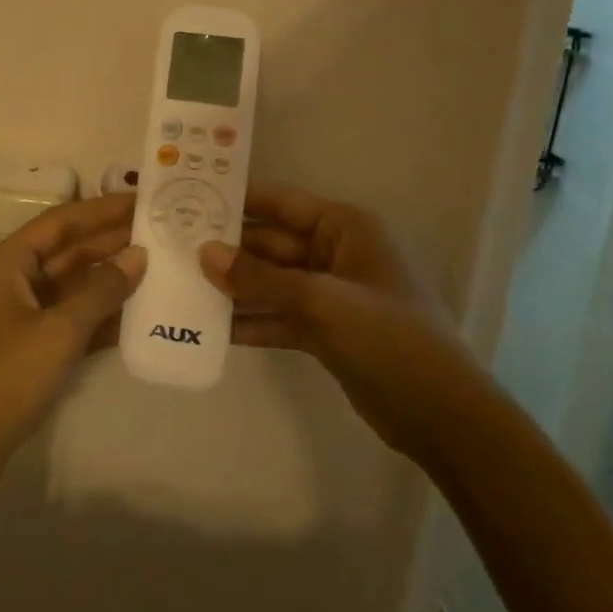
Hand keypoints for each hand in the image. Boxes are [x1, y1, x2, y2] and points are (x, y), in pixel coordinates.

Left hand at [0, 193, 145, 502]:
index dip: (103, 209)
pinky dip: (99, 316)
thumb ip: (100, 291)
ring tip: (161, 267)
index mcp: (7, 262)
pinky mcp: (27, 347)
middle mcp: (11, 279)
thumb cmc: (3, 377)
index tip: (144, 200)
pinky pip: (68, 320)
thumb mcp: (57, 331)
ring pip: (71, 287)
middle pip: (67, 252)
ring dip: (110, 279)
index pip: (61, 222)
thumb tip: (137, 256)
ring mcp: (18, 315)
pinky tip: (139, 314)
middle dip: (111, 243)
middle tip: (164, 233)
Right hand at [199, 181, 491, 461]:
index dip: (236, 198)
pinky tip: (206, 327)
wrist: (442, 417)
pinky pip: (275, 314)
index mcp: (344, 228)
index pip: (280, 202)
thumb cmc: (390, 339)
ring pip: (268, 280)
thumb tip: (204, 252)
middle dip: (225, 247)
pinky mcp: (322, 329)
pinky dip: (248, 320)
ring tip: (178, 284)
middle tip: (169, 246)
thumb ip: (260, 278)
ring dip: (231, 285)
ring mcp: (327, 293)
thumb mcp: (322, 302)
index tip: (188, 194)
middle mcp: (333, 252)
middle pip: (268, 242)